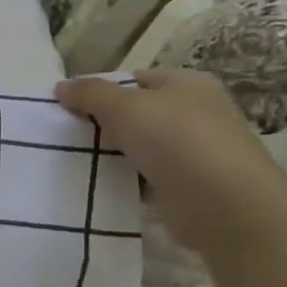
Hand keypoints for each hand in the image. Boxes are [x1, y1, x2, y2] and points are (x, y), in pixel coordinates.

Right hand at [56, 70, 286, 263]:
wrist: (225, 206)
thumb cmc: (177, 140)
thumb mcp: (125, 107)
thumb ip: (90, 94)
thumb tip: (61, 87)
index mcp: (187, 84)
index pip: (133, 80)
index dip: (98, 90)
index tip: (65, 108)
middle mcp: (194, 113)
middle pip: (134, 113)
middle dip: (101, 124)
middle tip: (64, 135)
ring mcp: (193, 151)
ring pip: (137, 147)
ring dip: (110, 154)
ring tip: (71, 161)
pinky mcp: (186, 186)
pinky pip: (144, 177)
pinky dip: (123, 180)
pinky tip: (96, 185)